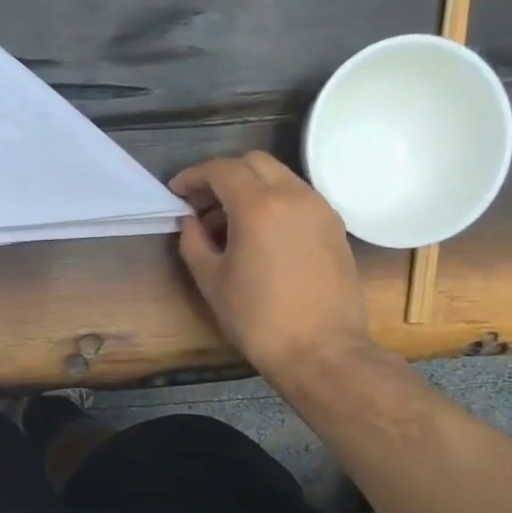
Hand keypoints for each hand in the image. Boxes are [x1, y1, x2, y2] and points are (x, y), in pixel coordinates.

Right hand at [170, 151, 370, 373]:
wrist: (320, 350)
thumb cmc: (257, 318)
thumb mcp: (211, 280)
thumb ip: (194, 242)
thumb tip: (191, 221)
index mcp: (258, 205)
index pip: (221, 169)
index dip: (193, 176)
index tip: (176, 192)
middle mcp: (294, 195)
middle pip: (253, 162)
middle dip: (223, 174)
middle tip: (202, 202)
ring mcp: (320, 208)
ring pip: (279, 176)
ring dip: (250, 187)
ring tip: (229, 221)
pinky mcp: (335, 226)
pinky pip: (298, 196)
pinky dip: (274, 200)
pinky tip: (260, 233)